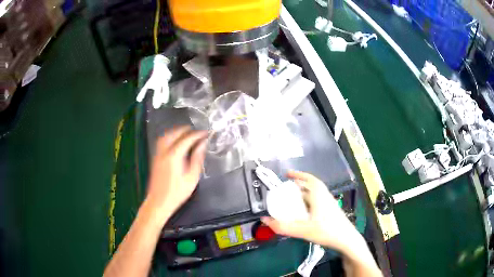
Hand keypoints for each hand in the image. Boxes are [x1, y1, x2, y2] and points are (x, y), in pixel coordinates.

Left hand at [145, 126, 206, 222]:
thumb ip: (197, 159)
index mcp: (174, 156)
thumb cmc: (177, 193)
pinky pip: (162, 141)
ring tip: (186, 133)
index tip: (206, 133)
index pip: (187, 138)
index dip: (197, 134)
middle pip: (174, 133)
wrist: (159, 202)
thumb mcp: (192, 178)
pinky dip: (170, 137)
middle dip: (186, 130)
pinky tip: (175, 141)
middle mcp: (164, 151)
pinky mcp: (155, 158)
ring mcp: (158, 154)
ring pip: (166, 135)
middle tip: (196, 132)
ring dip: (176, 131)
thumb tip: (202, 145)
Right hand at [261, 171, 360, 252]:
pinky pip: (318, 200)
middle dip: (298, 185)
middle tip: (286, 189)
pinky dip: (309, 201)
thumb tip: (265, 219)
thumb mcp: (302, 230)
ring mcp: (329, 203)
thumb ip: (283, 226)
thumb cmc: (326, 231)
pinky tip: (304, 211)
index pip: (309, 179)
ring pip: (315, 194)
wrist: (346, 239)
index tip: (287, 174)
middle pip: (311, 186)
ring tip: (292, 199)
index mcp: (319, 195)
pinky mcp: (331, 210)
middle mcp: (325, 196)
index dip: (298, 174)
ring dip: (304, 193)